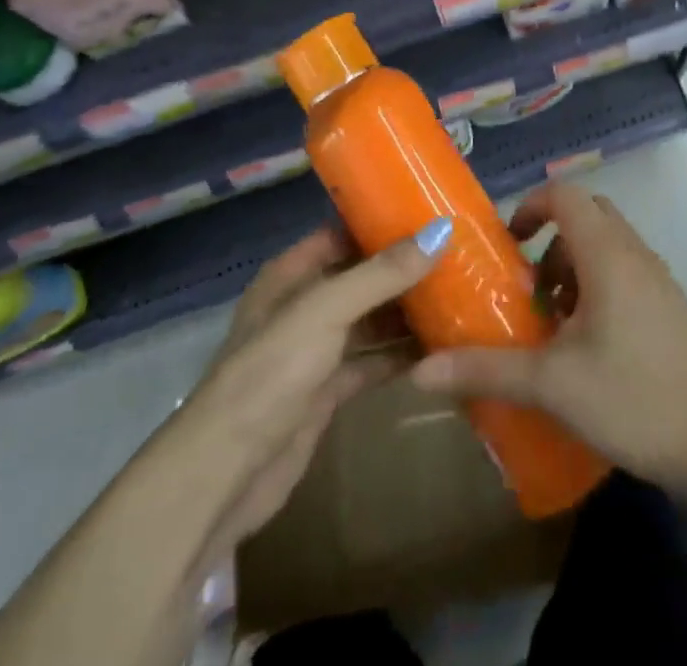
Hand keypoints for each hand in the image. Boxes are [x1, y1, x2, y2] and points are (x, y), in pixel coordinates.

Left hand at [167, 219, 448, 555]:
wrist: (226, 473)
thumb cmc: (271, 372)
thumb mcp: (326, 310)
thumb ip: (382, 273)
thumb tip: (441, 230)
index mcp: (292, 274)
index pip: (342, 232)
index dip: (381, 222)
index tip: (431, 213)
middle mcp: (303, 305)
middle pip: (361, 276)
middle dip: (403, 268)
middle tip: (459, 255)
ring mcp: (315, 350)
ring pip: (369, 320)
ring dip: (406, 311)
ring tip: (460, 295)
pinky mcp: (326, 392)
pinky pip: (371, 361)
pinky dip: (400, 355)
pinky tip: (440, 348)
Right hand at [410, 184, 686, 498]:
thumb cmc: (632, 397)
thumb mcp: (551, 384)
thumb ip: (485, 370)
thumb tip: (419, 371)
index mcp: (607, 254)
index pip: (565, 196)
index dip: (530, 206)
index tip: (508, 244)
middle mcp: (635, 254)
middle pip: (588, 215)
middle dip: (551, 239)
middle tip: (529, 283)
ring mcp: (658, 280)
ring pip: (608, 245)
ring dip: (574, 266)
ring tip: (553, 321)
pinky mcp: (670, 307)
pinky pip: (626, 272)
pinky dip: (598, 285)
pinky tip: (587, 344)